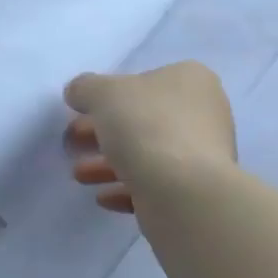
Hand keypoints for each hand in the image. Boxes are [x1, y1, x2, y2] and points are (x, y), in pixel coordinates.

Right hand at [63, 61, 235, 212]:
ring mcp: (202, 156)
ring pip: (146, 154)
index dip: (107, 95)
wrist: (185, 194)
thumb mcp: (103, 93)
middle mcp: (204, 114)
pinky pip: (154, 185)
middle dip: (102, 132)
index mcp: (191, 80)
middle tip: (72, 142)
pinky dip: (126, 188)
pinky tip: (103, 197)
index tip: (80, 111)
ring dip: (108, 163)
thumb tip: (78, 92)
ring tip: (79, 175)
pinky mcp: (195, 192)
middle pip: (142, 119)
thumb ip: (85, 88)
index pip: (144, 81)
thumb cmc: (147, 127)